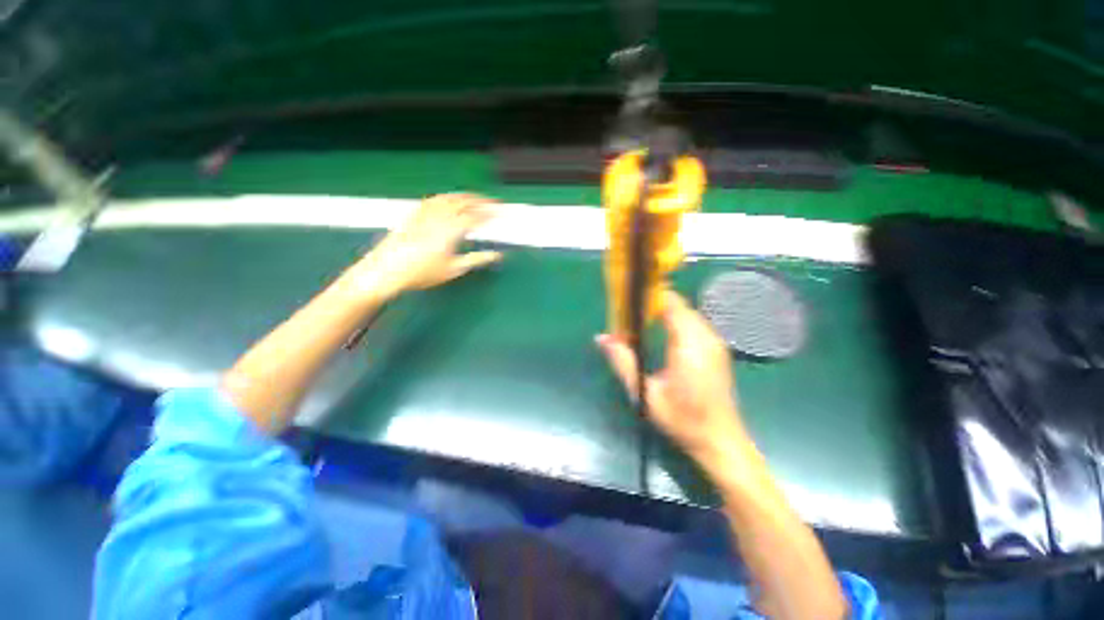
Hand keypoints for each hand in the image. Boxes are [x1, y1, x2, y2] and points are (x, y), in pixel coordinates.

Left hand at [350, 193, 502, 300]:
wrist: (386, 270)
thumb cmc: (422, 273)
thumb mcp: (453, 269)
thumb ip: (477, 259)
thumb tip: (497, 255)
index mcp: (451, 230)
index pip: (475, 217)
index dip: (489, 213)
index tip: (500, 213)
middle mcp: (439, 217)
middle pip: (463, 202)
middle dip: (480, 200)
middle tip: (492, 202)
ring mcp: (425, 213)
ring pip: (448, 198)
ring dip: (464, 196)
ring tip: (475, 198)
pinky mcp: (414, 214)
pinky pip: (434, 200)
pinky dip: (447, 197)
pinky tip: (449, 200)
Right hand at [596, 290, 749, 470]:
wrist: (720, 441)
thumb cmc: (682, 420)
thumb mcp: (645, 393)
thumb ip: (623, 362)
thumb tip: (602, 338)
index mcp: (689, 345)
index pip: (671, 304)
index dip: (650, 296)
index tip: (629, 300)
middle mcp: (706, 337)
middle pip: (679, 305)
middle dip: (653, 304)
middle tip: (630, 315)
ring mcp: (715, 343)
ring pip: (687, 313)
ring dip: (664, 313)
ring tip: (641, 323)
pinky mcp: (717, 350)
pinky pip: (694, 324)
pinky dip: (676, 321)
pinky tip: (661, 334)